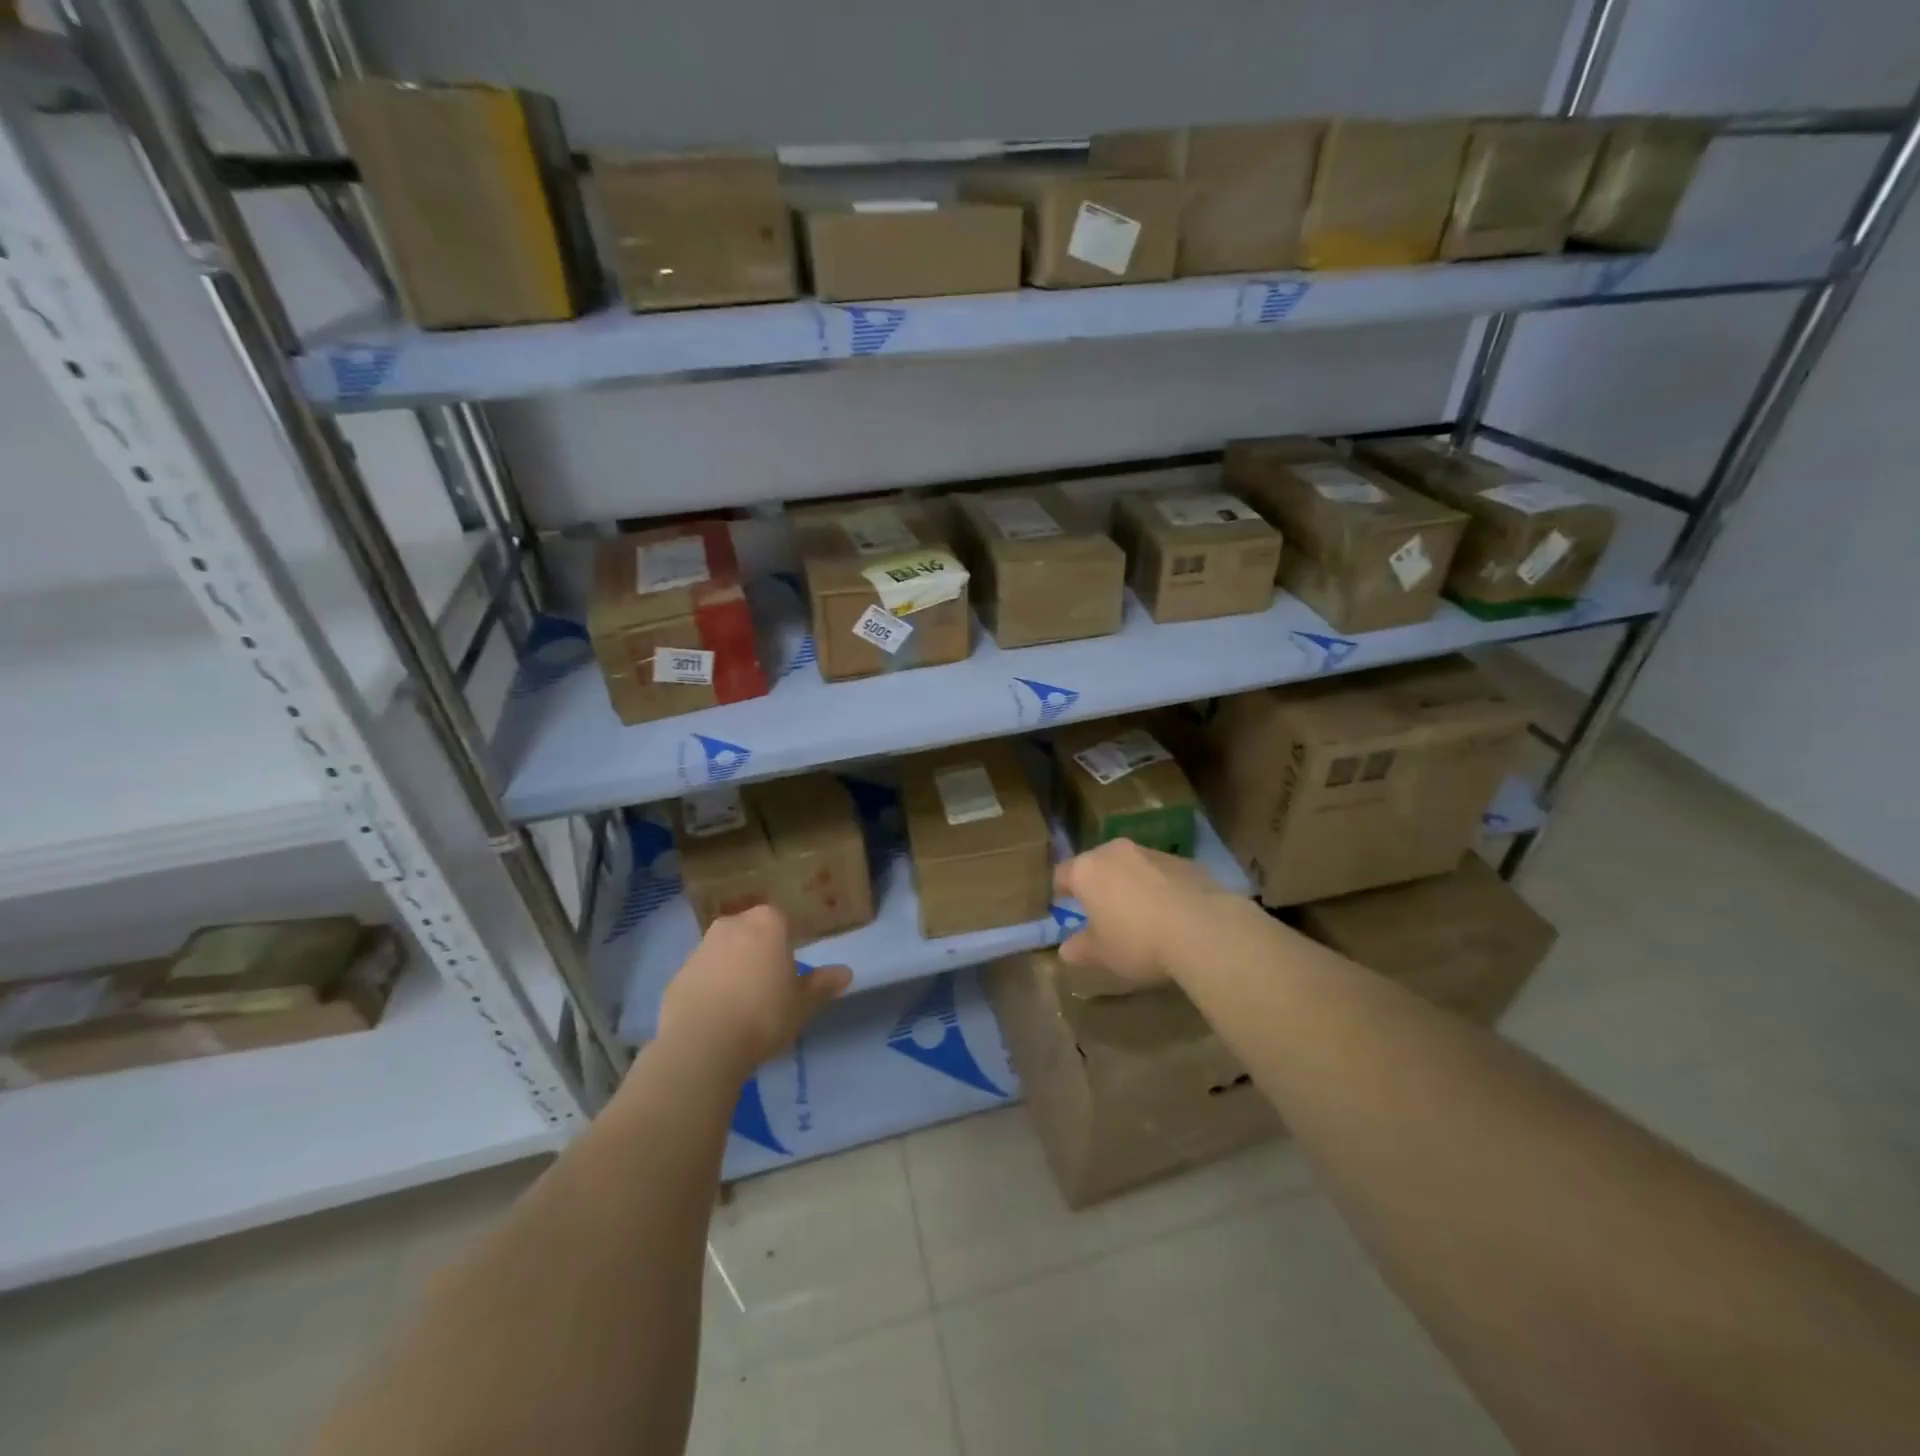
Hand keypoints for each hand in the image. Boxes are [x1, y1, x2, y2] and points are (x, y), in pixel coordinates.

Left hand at [657, 905, 851, 1073]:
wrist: (702, 1044)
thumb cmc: (764, 1015)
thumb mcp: (802, 1004)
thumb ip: (822, 984)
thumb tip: (846, 972)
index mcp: (767, 923)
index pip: (783, 922)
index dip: (788, 943)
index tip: (791, 968)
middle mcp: (731, 925)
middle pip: (750, 933)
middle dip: (759, 952)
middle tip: (769, 985)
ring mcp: (700, 949)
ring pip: (724, 953)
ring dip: (732, 970)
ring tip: (742, 1006)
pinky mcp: (677, 975)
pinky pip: (701, 977)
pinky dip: (709, 989)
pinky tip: (717, 1018)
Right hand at [1054, 839, 1246, 990]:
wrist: (1203, 929)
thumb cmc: (1138, 942)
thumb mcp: (1103, 955)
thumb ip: (1081, 949)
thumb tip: (1066, 949)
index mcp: (1087, 870)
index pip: (1062, 874)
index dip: (1061, 891)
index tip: (1064, 906)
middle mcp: (1115, 852)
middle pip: (1097, 864)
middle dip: (1097, 884)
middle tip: (1102, 911)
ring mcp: (1151, 852)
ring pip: (1130, 865)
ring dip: (1130, 883)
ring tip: (1140, 913)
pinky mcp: (1184, 860)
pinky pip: (1160, 872)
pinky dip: (1159, 886)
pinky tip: (1171, 913)